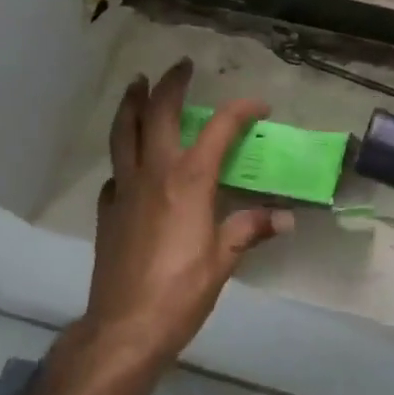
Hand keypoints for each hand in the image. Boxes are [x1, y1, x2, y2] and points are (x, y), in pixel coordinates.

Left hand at [85, 59, 293, 365]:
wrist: (124, 328)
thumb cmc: (181, 291)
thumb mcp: (223, 260)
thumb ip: (251, 230)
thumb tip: (285, 218)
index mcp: (189, 180)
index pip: (218, 129)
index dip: (240, 110)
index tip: (258, 105)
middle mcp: (155, 173)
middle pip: (157, 114)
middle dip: (169, 84)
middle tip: (180, 66)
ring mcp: (125, 189)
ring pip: (123, 132)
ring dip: (131, 103)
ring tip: (136, 84)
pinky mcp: (108, 211)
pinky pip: (115, 170)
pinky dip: (123, 155)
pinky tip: (129, 161)